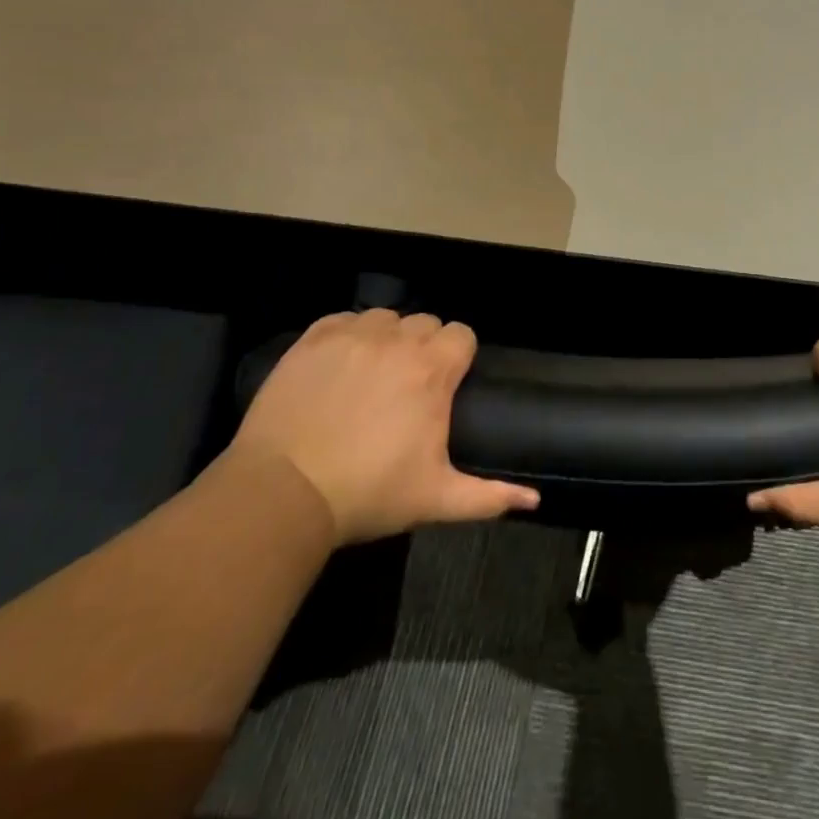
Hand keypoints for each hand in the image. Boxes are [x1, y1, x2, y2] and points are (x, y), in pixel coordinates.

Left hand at [231, 309, 538, 545]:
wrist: (284, 493)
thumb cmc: (368, 493)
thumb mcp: (435, 499)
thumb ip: (489, 495)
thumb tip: (535, 500)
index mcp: (433, 369)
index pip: (462, 334)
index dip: (458, 356)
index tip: (446, 385)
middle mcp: (398, 340)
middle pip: (426, 323)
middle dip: (425, 347)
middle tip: (409, 387)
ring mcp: (353, 335)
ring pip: (386, 317)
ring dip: (388, 338)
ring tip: (373, 374)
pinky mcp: (313, 339)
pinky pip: (344, 319)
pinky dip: (348, 335)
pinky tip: (340, 365)